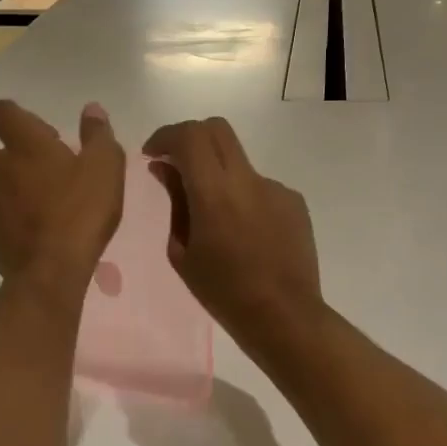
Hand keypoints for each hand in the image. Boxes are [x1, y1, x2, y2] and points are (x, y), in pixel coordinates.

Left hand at [0, 101, 124, 290]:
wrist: (52, 270)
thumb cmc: (81, 211)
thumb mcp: (105, 169)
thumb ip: (99, 135)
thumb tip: (92, 109)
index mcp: (25, 146)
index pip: (0, 111)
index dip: (13, 115)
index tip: (40, 133)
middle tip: (7, 160)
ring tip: (31, 203)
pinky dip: (6, 220)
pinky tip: (31, 232)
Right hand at [141, 117, 321, 349]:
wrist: (284, 316)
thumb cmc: (224, 292)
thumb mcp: (182, 252)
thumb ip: (175, 203)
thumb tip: (165, 168)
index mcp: (215, 193)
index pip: (189, 136)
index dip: (165, 136)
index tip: (152, 154)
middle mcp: (248, 180)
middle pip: (217, 130)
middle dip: (190, 138)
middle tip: (176, 164)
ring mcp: (276, 188)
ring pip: (238, 163)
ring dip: (218, 175)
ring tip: (214, 221)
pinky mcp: (294, 202)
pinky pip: (260, 188)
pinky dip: (243, 198)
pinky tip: (244, 234)